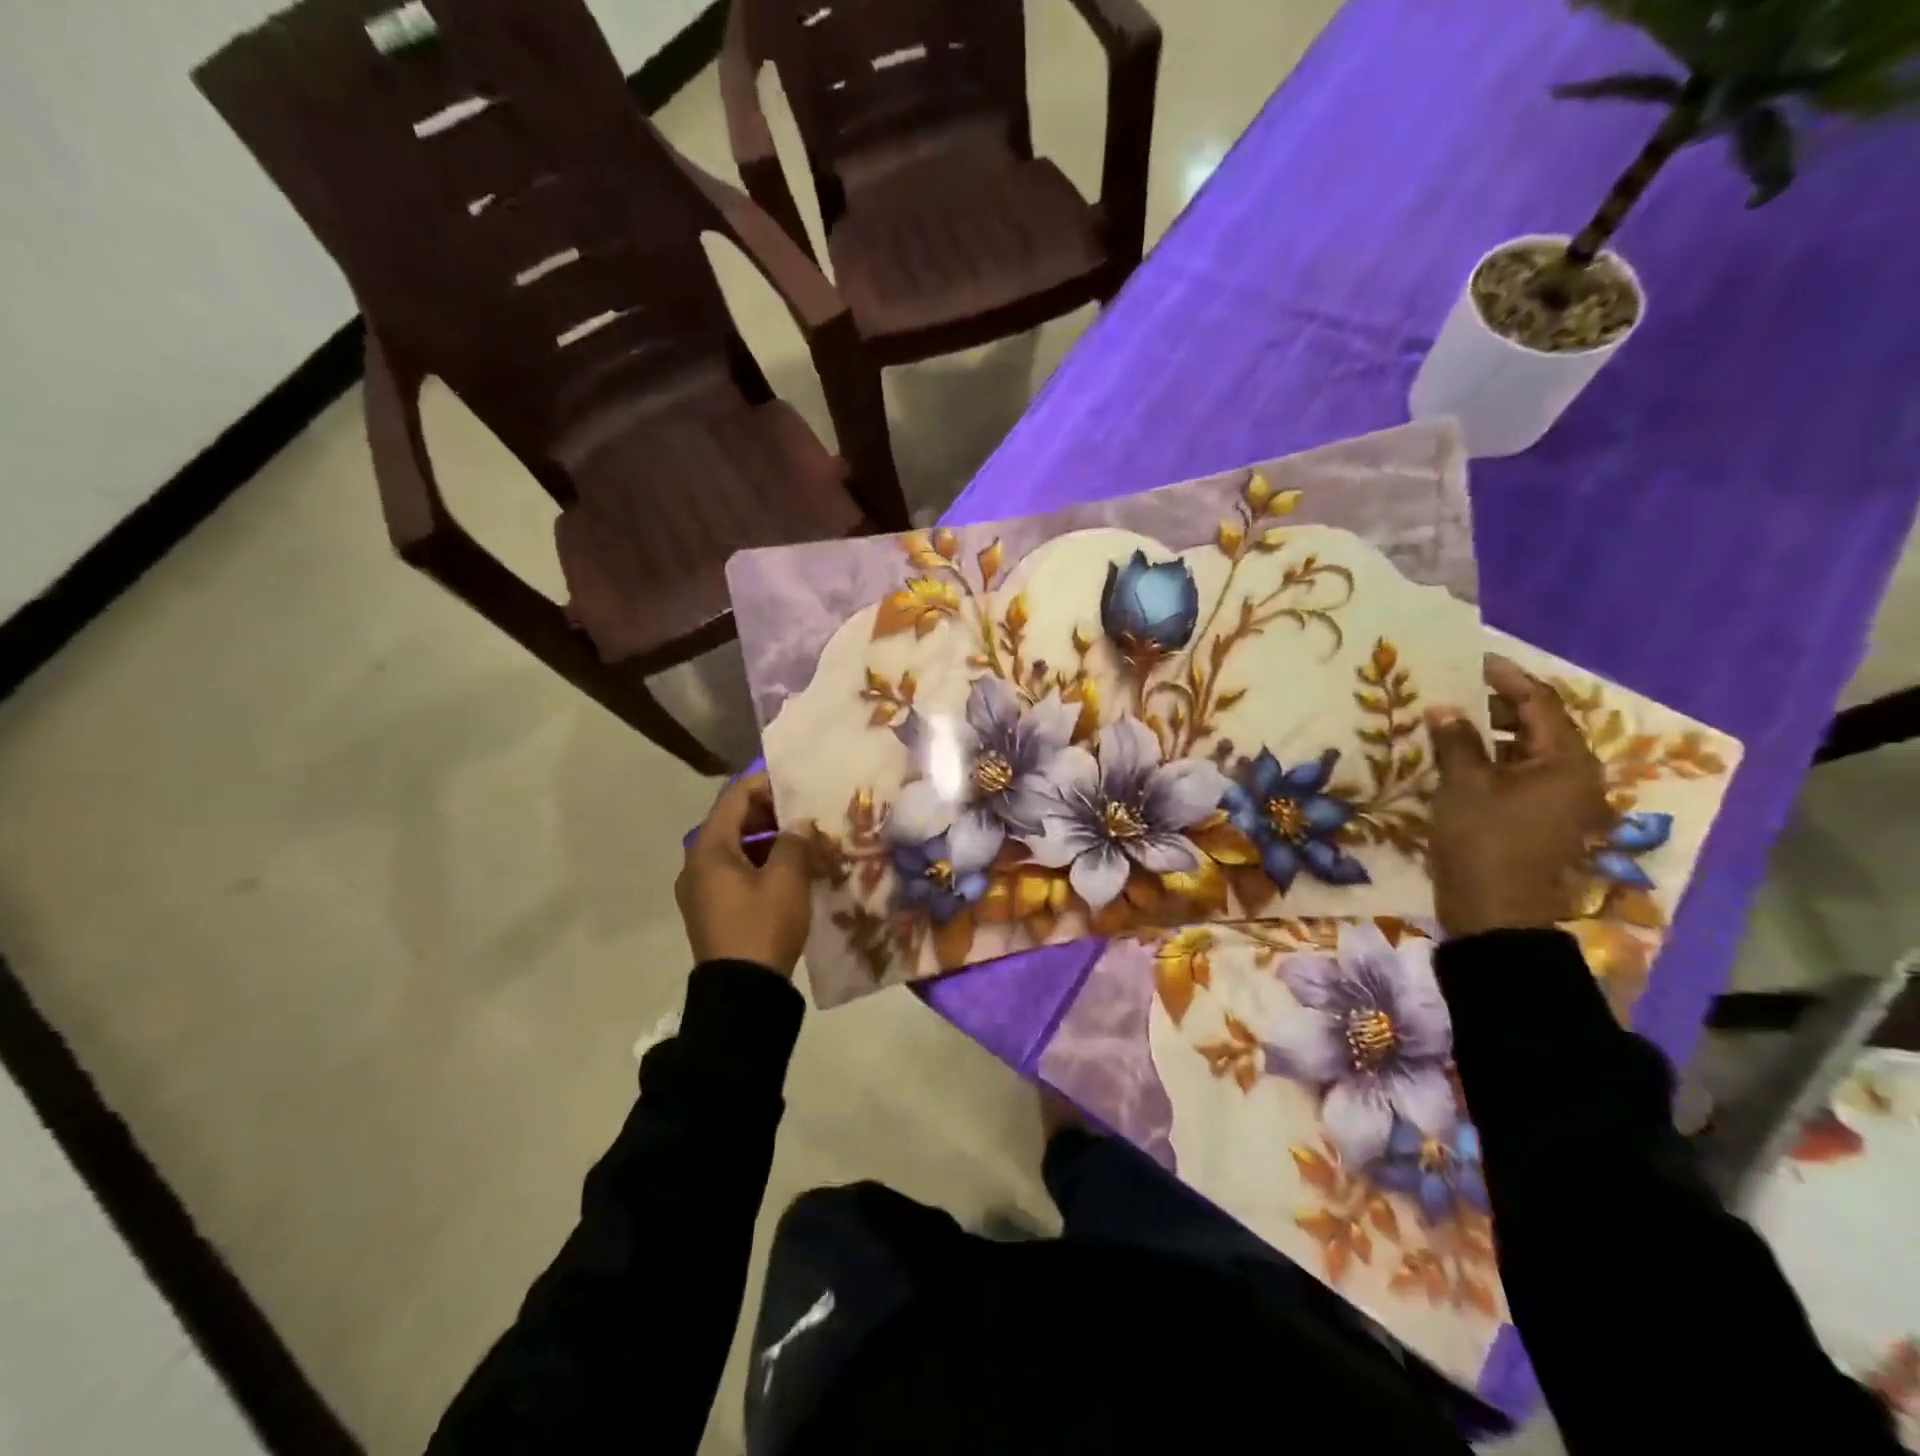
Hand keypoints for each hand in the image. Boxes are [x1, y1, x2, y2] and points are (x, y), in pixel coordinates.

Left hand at [676, 774, 812, 976]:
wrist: (741, 993)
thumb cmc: (763, 926)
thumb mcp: (787, 879)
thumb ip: (793, 841)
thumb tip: (798, 823)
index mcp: (709, 849)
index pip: (734, 798)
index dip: (764, 784)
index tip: (796, 783)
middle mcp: (696, 863)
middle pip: (731, 822)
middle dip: (769, 813)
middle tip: (805, 813)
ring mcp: (700, 890)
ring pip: (734, 849)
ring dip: (766, 840)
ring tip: (803, 840)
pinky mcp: (710, 910)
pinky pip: (733, 873)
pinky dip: (759, 863)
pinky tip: (789, 870)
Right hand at [1426, 655, 1610, 938]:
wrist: (1495, 915)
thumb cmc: (1484, 842)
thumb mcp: (1464, 785)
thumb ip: (1456, 741)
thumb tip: (1443, 707)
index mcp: (1567, 762)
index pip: (1540, 703)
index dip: (1506, 678)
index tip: (1473, 661)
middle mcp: (1575, 777)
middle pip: (1537, 726)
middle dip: (1495, 705)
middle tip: (1452, 690)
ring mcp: (1559, 801)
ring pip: (1525, 753)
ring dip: (1490, 734)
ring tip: (1447, 721)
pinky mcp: (1539, 820)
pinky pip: (1518, 776)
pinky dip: (1491, 761)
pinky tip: (1456, 758)